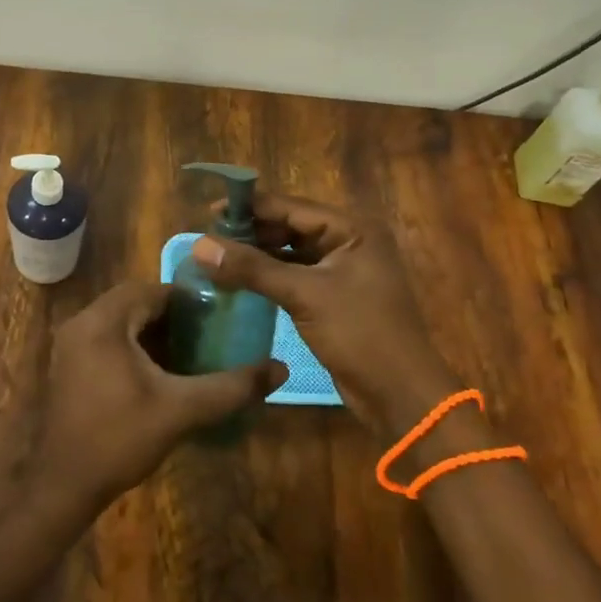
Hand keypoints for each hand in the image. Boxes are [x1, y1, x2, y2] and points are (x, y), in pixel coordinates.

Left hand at [29, 281, 287, 509]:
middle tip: (205, 335)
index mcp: (103, 322)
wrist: (64, 486)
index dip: (186, 300)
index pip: (151, 290)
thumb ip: (230, 387)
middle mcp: (81, 323)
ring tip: (188, 352)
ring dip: (151, 331)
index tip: (216, 317)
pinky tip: (157, 374)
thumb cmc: (120, 439)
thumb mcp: (181, 410)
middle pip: (134, 302)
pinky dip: (132, 346)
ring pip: (119, 321)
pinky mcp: (68, 366)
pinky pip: (106, 340)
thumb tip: (279, 369)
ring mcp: (70, 345)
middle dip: (171, 316)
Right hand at [191, 194, 463, 440]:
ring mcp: (343, 271)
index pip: (291, 207)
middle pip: (290, 227)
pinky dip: (269, 276)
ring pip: (290, 253)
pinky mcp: (334, 297)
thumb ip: (252, 268)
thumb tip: (200, 245)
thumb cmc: (360, 333)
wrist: (400, 394)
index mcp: (352, 229)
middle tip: (209, 239)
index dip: (250, 207)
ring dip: (257, 255)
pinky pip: (295, 276)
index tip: (209, 213)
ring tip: (217, 258)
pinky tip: (240, 281)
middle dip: (251, 232)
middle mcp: (349, 242)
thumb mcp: (303, 295)